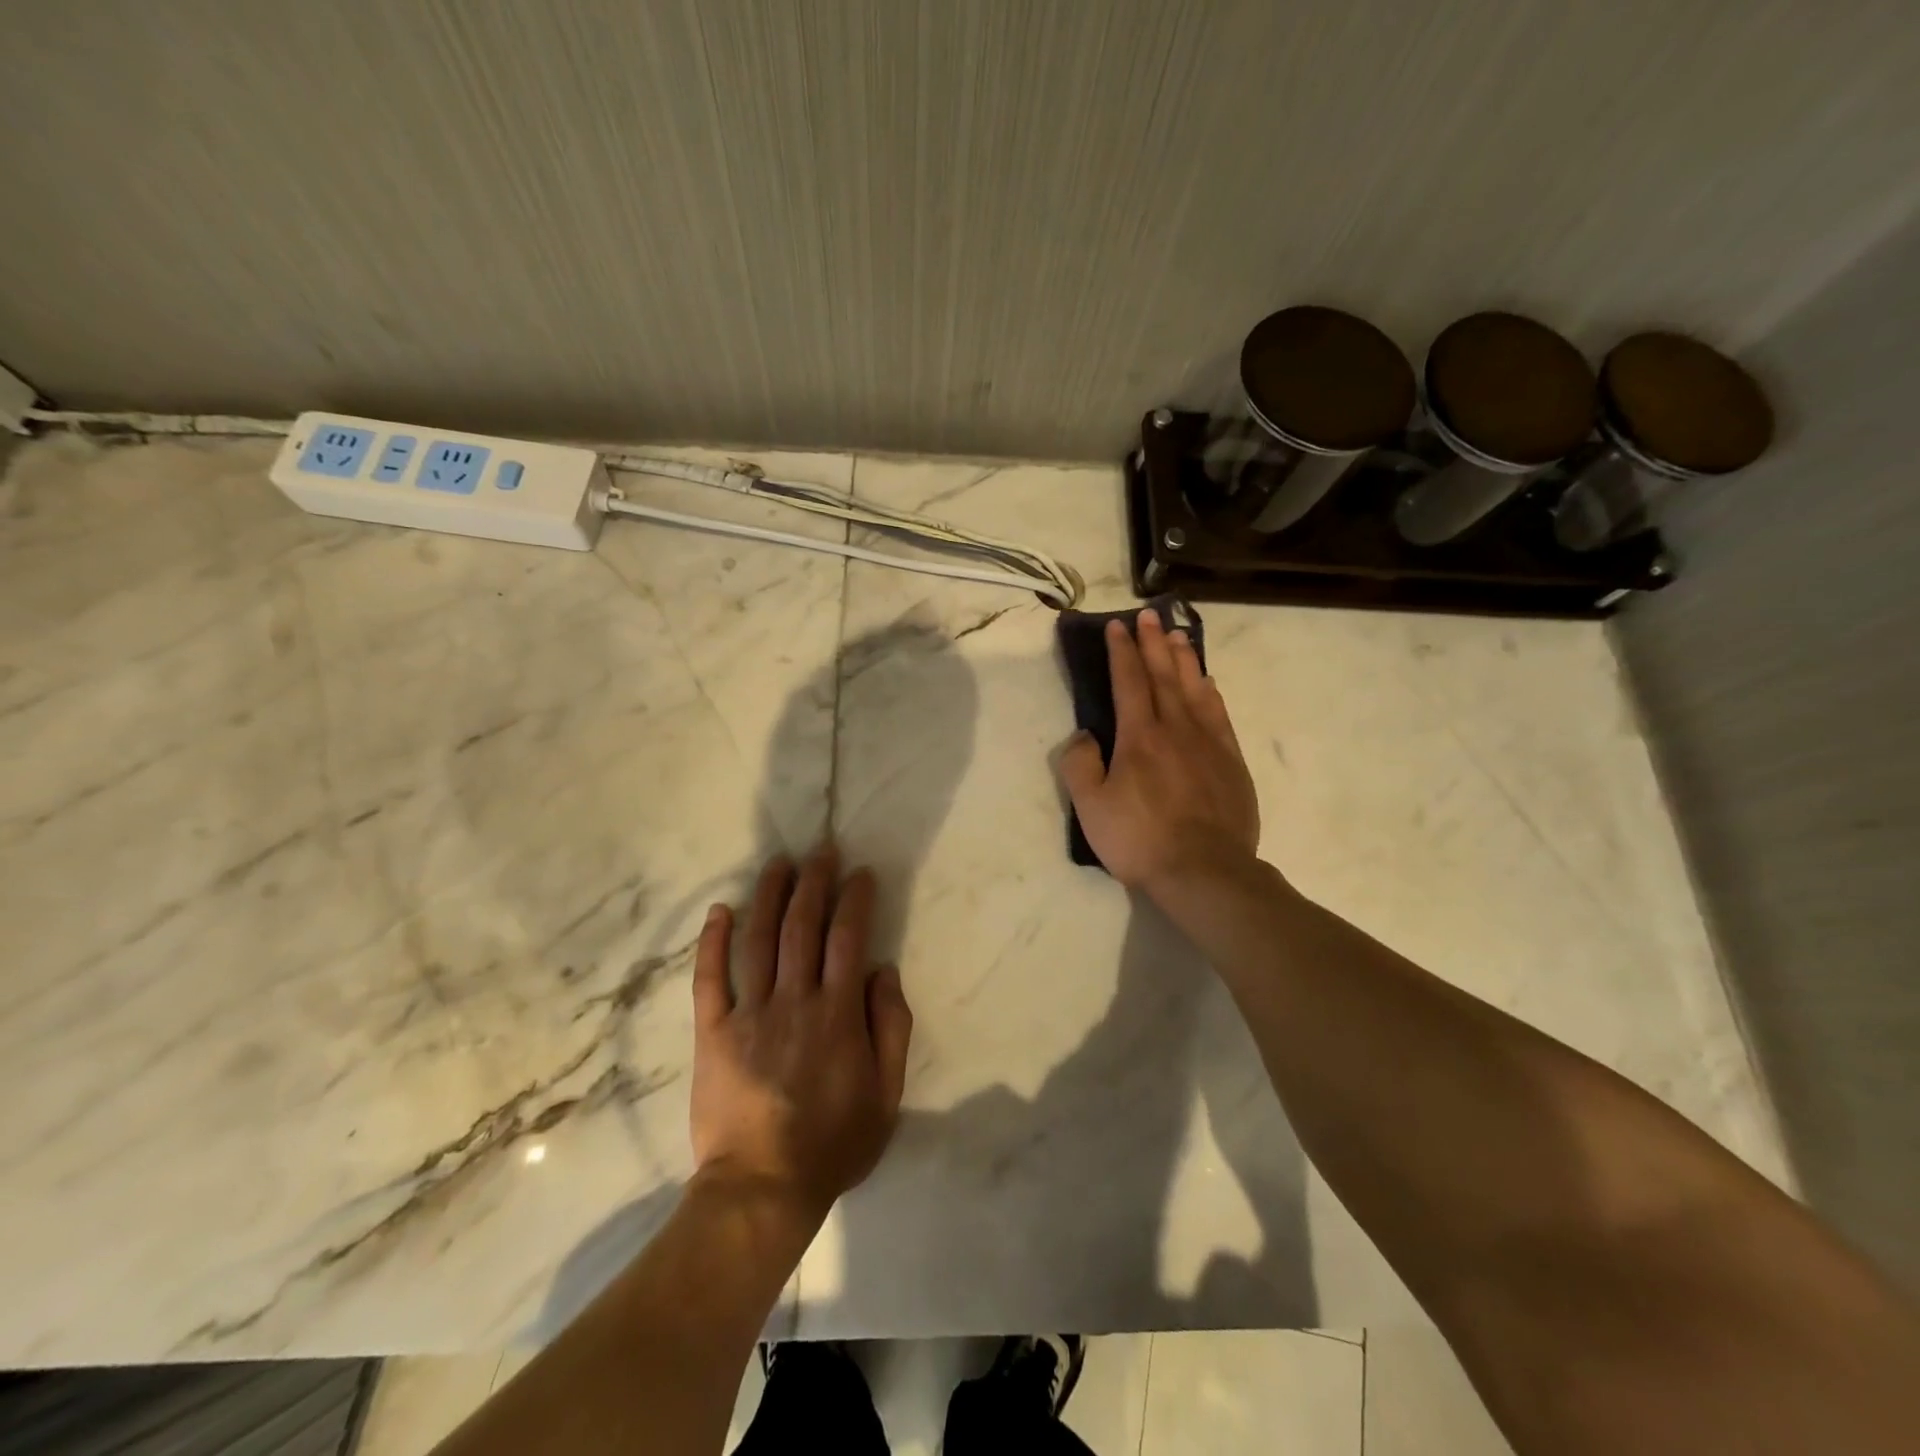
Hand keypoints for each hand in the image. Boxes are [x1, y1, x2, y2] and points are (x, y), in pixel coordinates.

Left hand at [690, 848, 913, 1220]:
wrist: (762, 1189)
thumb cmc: (833, 1143)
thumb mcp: (886, 1093)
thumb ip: (891, 1026)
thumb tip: (882, 969)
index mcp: (838, 1014)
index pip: (848, 938)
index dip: (855, 899)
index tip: (860, 873)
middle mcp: (794, 1001)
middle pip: (803, 927)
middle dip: (814, 883)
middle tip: (821, 851)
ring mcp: (749, 1014)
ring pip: (759, 940)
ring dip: (770, 896)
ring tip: (779, 863)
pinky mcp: (713, 1032)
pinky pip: (709, 979)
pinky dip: (713, 942)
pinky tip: (719, 910)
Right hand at [1058, 609, 1259, 896]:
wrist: (1205, 872)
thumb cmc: (1140, 840)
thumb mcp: (1091, 808)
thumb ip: (1080, 765)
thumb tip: (1085, 735)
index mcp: (1139, 737)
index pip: (1129, 682)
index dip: (1122, 652)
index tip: (1117, 626)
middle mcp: (1176, 729)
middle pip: (1164, 676)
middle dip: (1153, 644)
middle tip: (1149, 616)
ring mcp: (1209, 744)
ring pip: (1195, 689)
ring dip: (1184, 660)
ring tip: (1178, 636)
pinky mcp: (1232, 763)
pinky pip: (1220, 716)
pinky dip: (1211, 693)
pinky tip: (1208, 684)